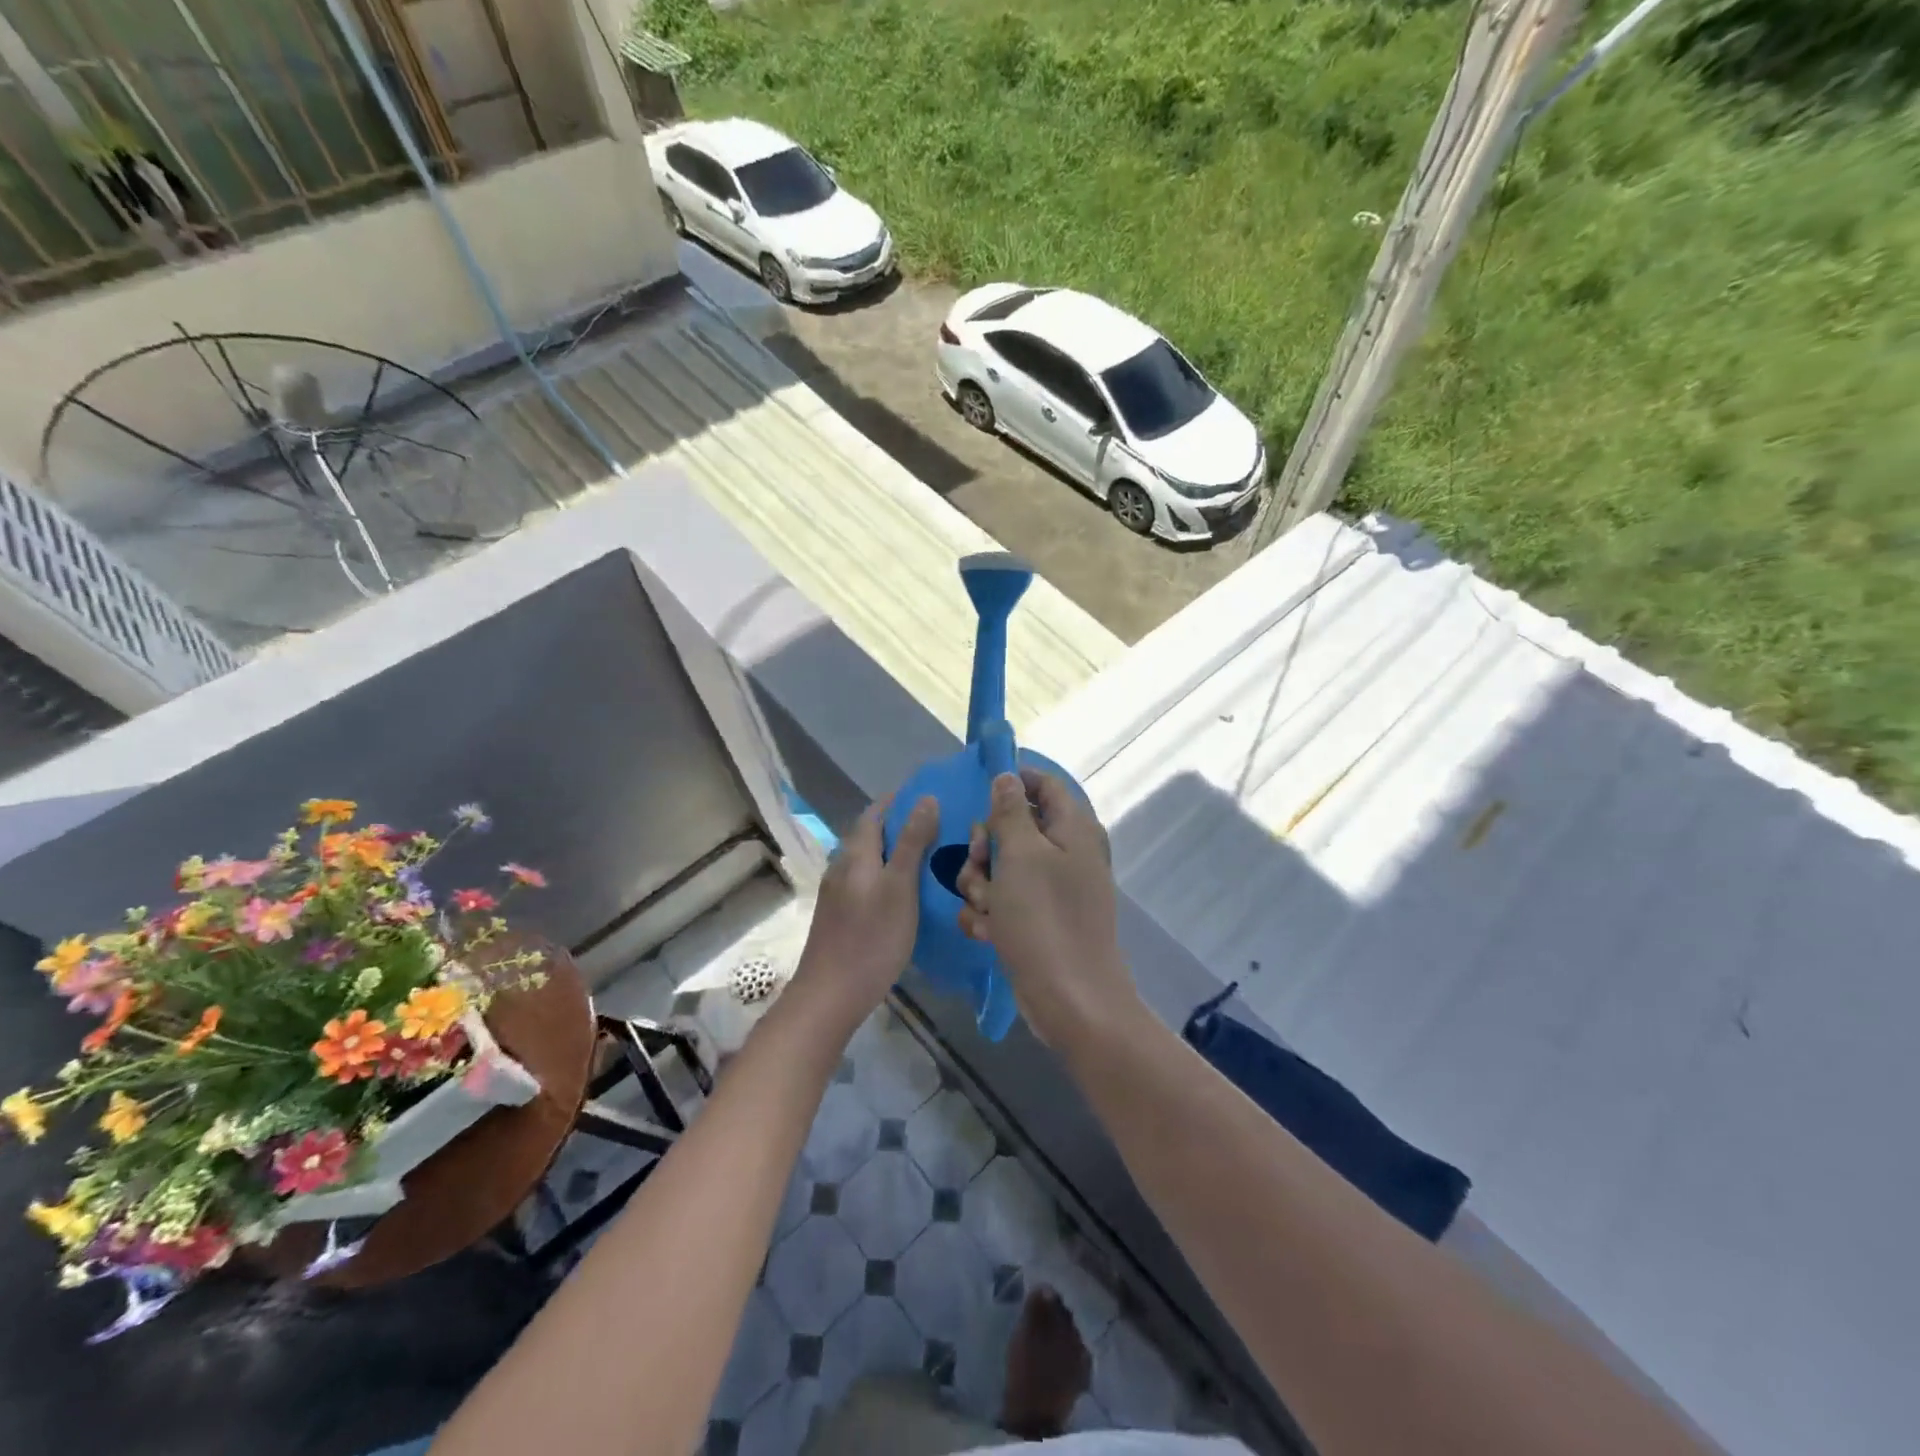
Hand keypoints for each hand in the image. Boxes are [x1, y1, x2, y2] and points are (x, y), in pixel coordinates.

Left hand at [789, 794, 938, 1031]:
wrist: (830, 995)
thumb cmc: (871, 939)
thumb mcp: (900, 887)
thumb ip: (912, 843)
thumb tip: (926, 798)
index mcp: (855, 855)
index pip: (874, 813)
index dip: (897, 801)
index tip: (928, 796)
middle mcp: (841, 867)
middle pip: (868, 835)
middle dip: (898, 825)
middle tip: (936, 827)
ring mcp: (837, 894)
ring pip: (866, 860)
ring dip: (892, 851)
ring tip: (926, 857)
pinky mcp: (839, 916)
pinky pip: (865, 882)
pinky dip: (885, 875)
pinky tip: (903, 893)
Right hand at [956, 770, 1136, 1044]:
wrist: (1069, 999)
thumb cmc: (1044, 918)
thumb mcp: (1020, 855)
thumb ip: (1011, 811)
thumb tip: (1008, 776)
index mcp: (1072, 829)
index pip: (1044, 785)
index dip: (1012, 783)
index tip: (979, 795)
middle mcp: (1065, 854)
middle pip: (1014, 828)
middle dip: (986, 846)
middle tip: (979, 862)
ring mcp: (1052, 890)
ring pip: (1001, 868)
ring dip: (982, 885)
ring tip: (984, 908)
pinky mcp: (1038, 921)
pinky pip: (1004, 902)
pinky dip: (990, 914)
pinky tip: (987, 932)